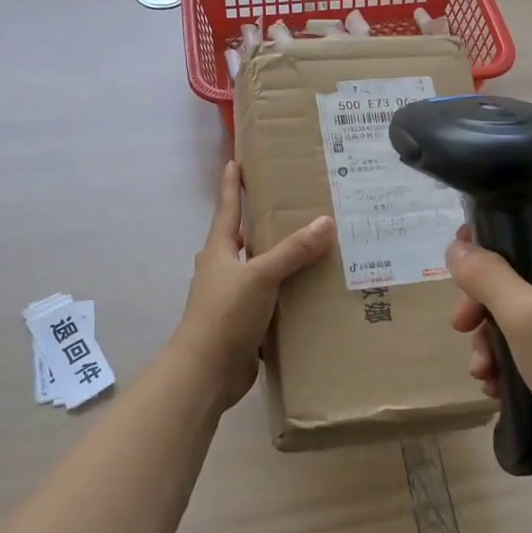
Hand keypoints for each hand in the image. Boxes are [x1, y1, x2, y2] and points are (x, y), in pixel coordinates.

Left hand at [173, 161, 335, 410]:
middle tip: (289, 206)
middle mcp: (222, 271)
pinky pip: (269, 302)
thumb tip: (325, 221)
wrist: (206, 372)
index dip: (232, 185)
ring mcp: (231, 299)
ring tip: (310, 248)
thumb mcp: (260, 276)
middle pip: (241, 239)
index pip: (227, 209)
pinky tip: (309, 293)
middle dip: (260, 223)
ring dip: (278, 261)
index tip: (235, 160)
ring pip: (257, 271)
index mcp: (218, 251)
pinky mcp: (243, 325)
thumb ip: (292, 251)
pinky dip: (286, 294)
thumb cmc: (225, 314)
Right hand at [446, 210, 531, 474]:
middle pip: (522, 267)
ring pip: (528, 307)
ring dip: (496, 336)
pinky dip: (518, 355)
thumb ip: (486, 276)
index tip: (461, 264)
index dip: (491, 232)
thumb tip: (457, 247)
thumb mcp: (522, 317)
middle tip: (462, 326)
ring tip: (482, 372)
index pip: (531, 218)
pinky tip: (499, 387)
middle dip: (484, 300)